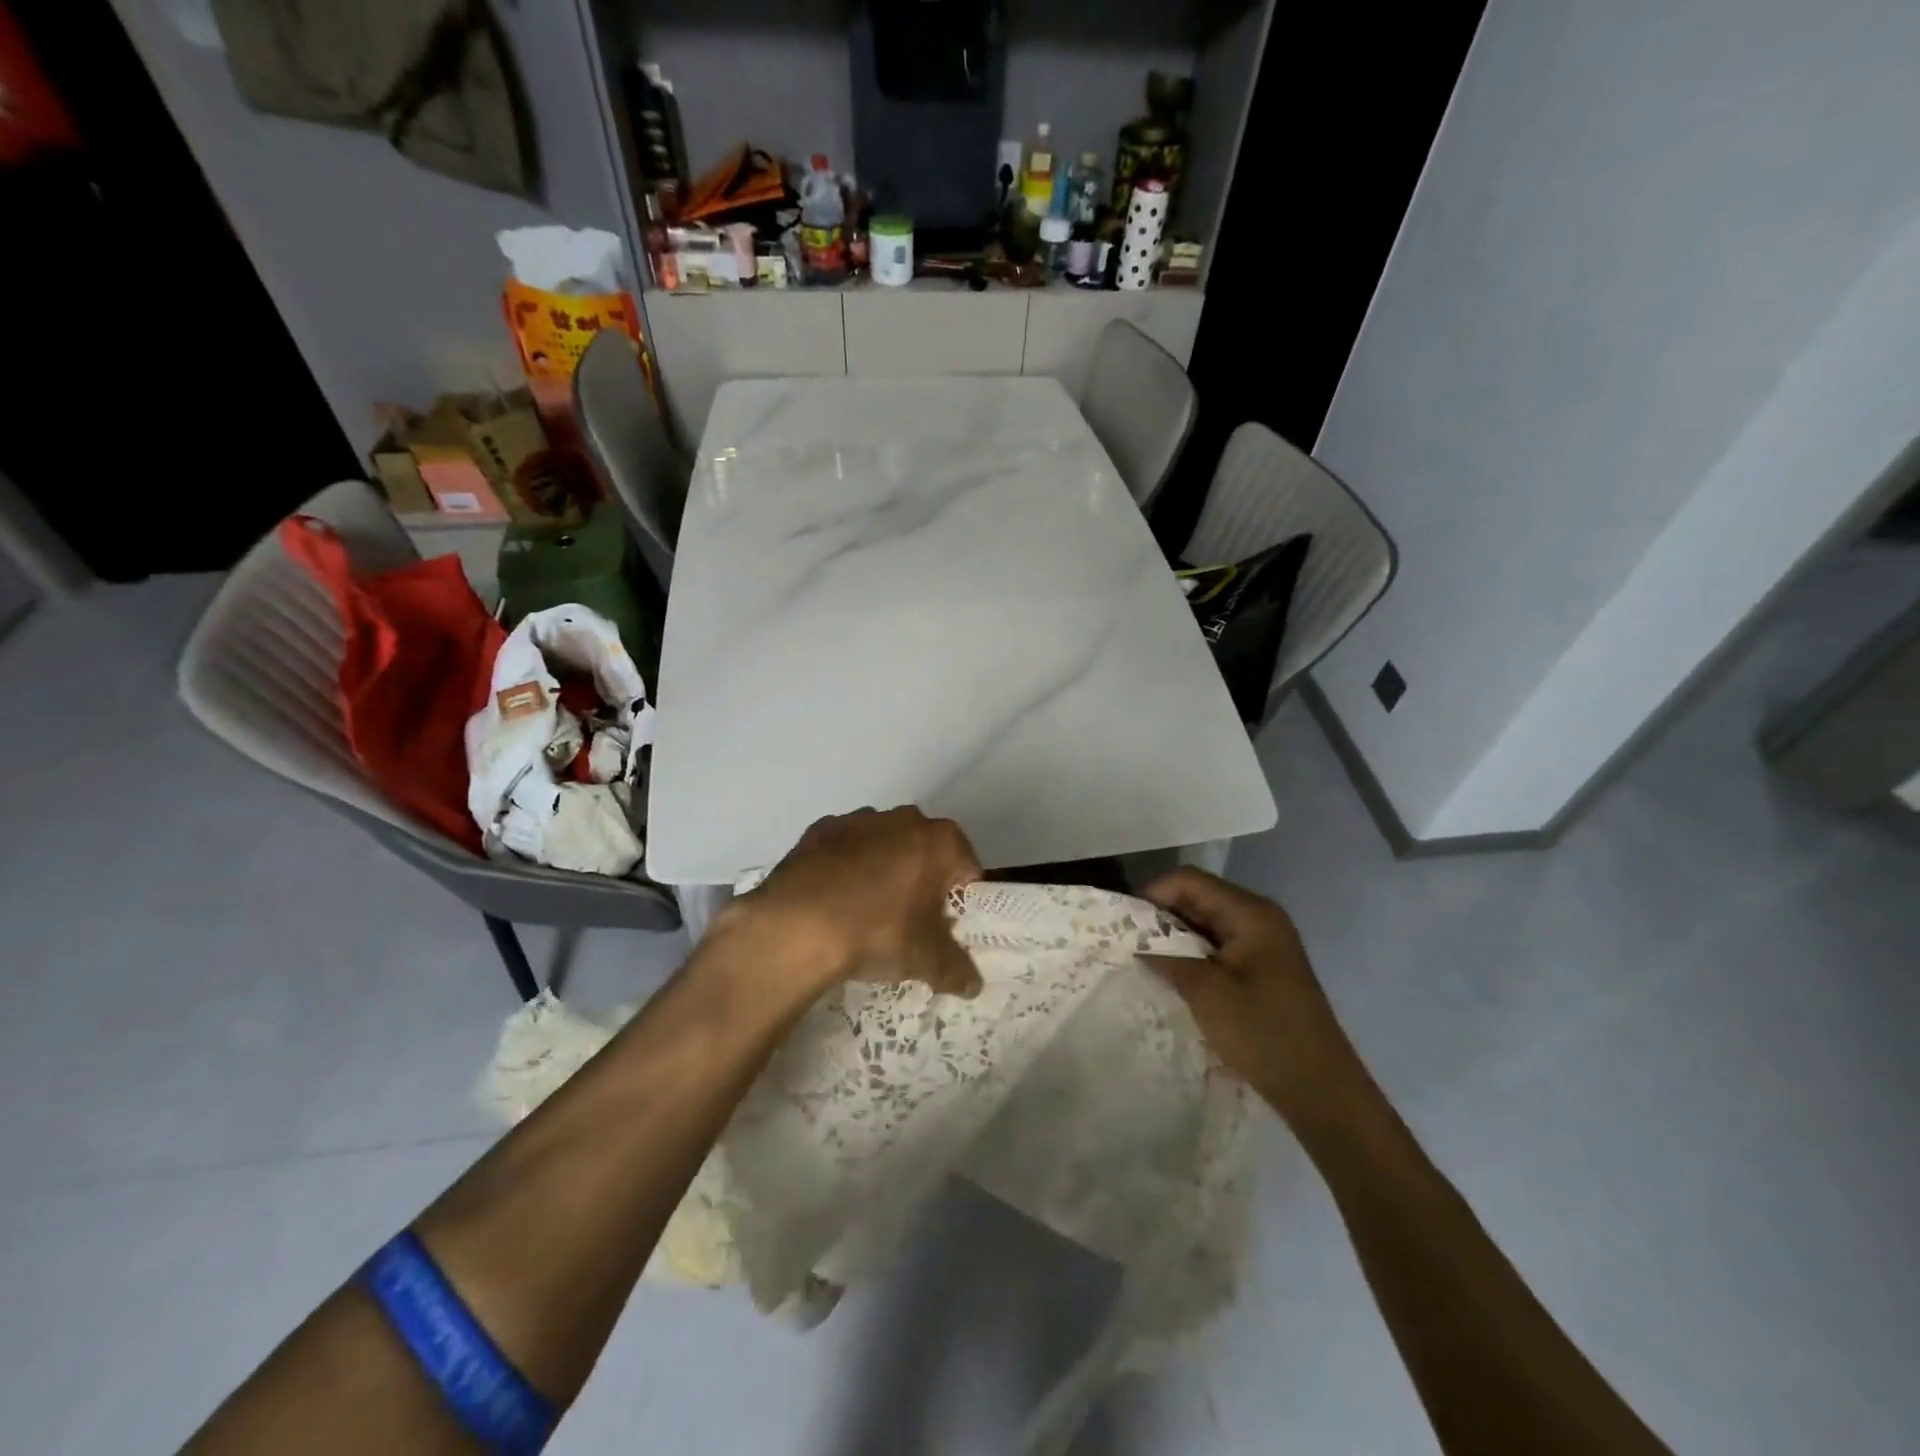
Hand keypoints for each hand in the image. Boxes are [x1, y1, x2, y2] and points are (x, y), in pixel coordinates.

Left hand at [731, 806, 983, 998]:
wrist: (796, 926)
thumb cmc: (877, 933)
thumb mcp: (927, 961)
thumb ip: (957, 970)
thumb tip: (973, 985)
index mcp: (940, 841)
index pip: (967, 869)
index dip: (961, 900)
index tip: (946, 927)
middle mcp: (904, 819)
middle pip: (925, 852)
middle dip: (923, 881)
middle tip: (910, 923)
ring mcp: (858, 819)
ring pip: (884, 846)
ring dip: (883, 871)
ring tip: (866, 914)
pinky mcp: (819, 829)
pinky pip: (845, 849)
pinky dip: (845, 868)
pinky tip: (833, 901)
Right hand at [1143, 868, 1359, 1123]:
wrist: (1321, 1091)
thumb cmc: (1264, 1034)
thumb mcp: (1207, 993)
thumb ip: (1166, 959)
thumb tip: (1133, 944)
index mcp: (1251, 913)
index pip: (1189, 881)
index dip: (1153, 894)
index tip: (1125, 925)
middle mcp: (1258, 918)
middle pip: (1197, 898)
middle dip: (1161, 916)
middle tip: (1127, 943)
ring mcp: (1262, 944)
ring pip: (1204, 924)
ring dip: (1174, 938)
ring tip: (1144, 961)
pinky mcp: (1261, 968)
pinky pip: (1217, 947)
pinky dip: (1192, 955)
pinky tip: (1172, 977)